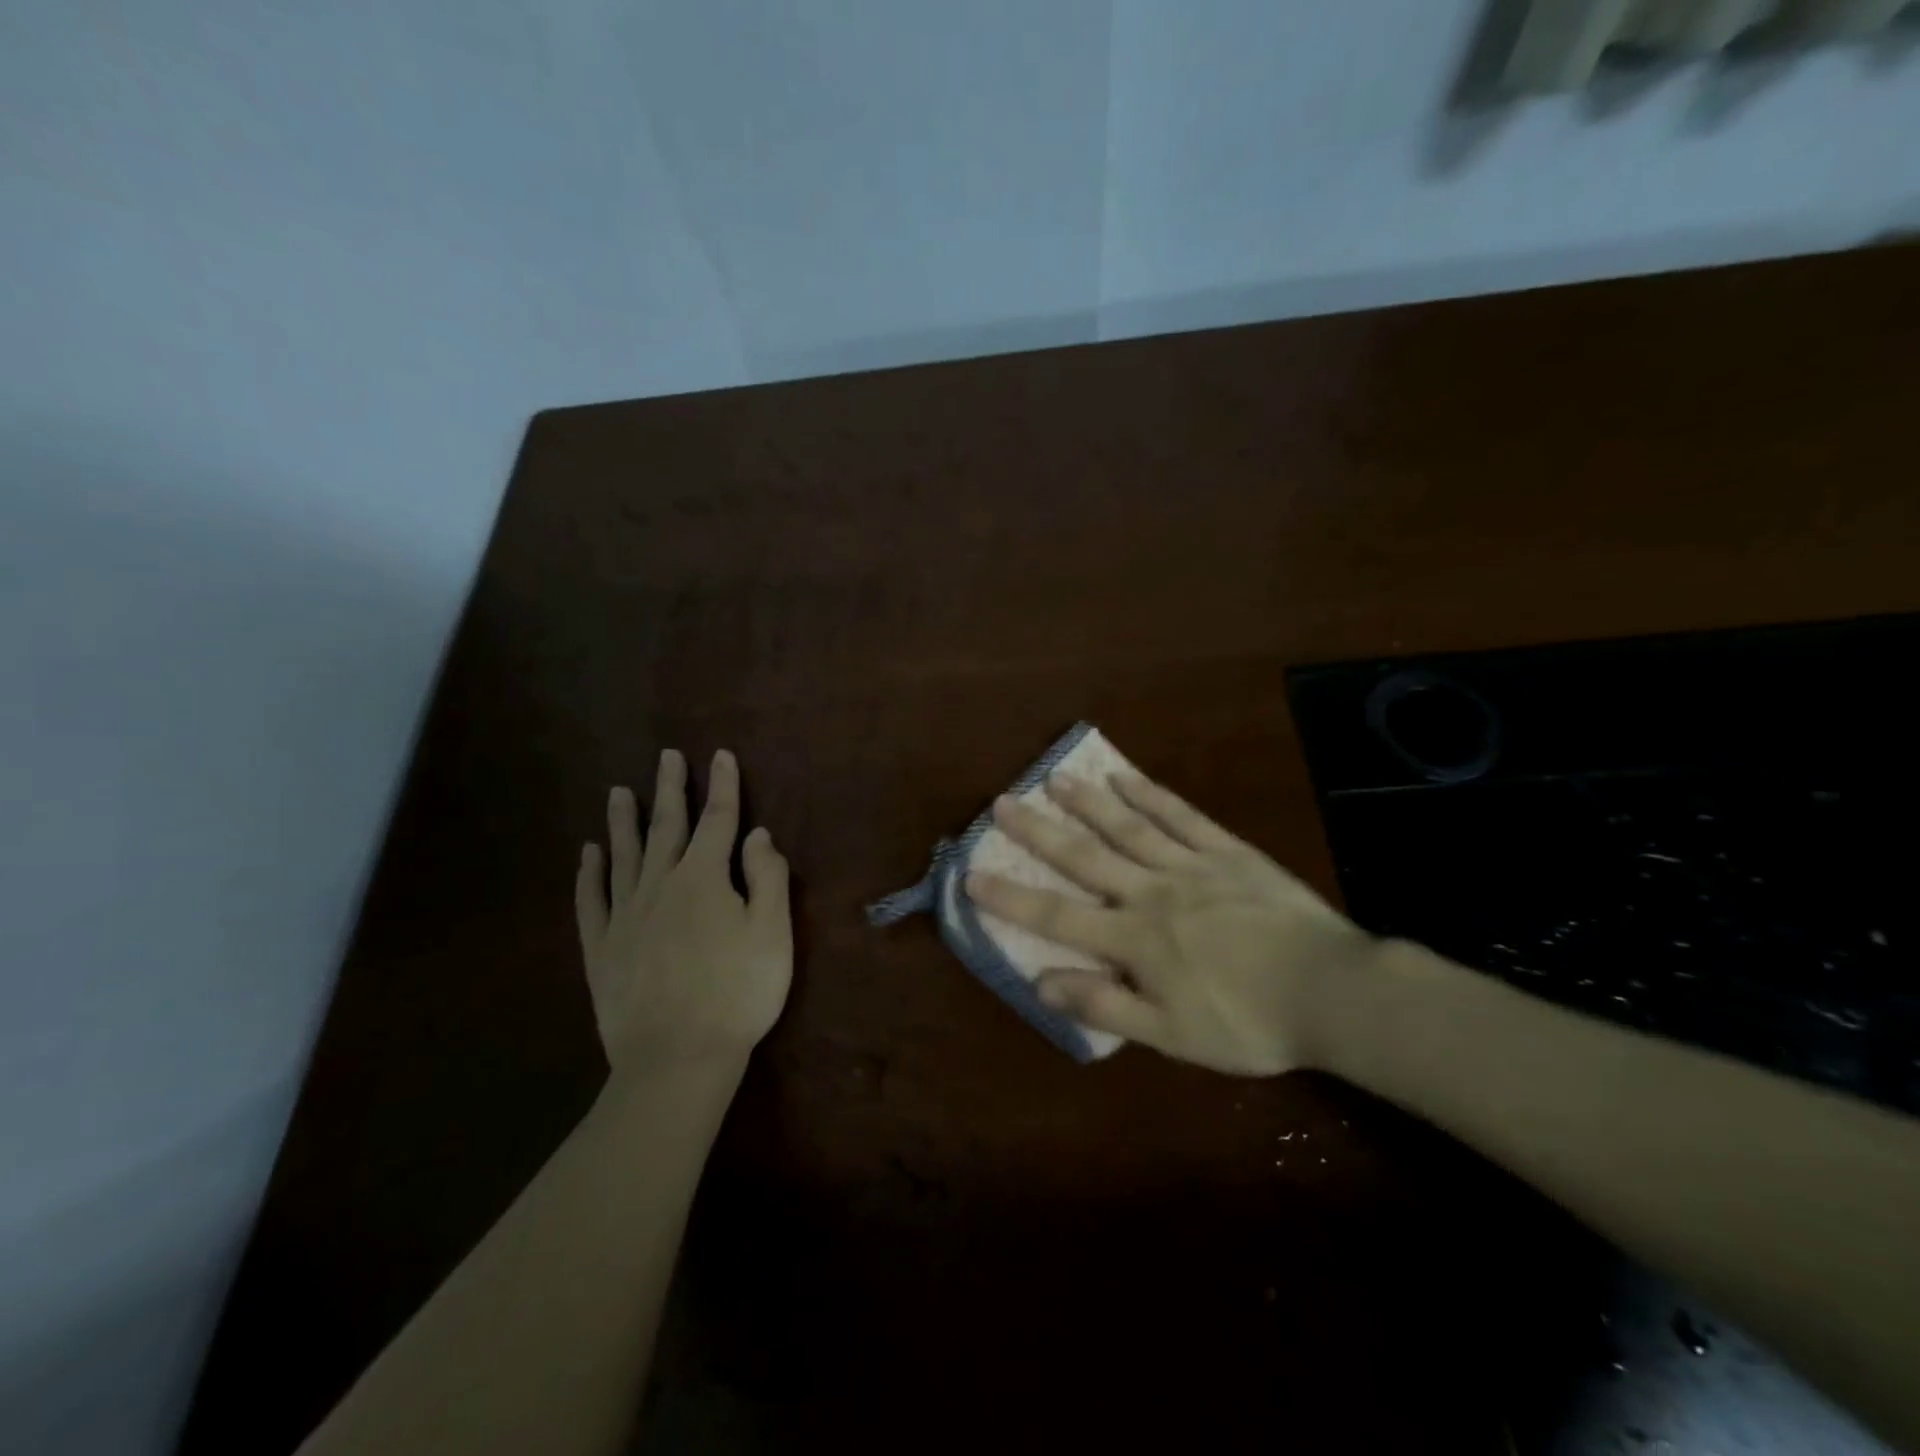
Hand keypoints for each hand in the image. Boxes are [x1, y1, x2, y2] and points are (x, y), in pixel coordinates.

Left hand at [574, 749, 791, 1073]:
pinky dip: (589, 874)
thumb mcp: (772, 932)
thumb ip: (767, 877)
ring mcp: (625, 916)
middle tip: (666, 756)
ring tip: (618, 792)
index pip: (717, 820)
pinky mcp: (601, 948)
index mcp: (704, 878)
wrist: (677, 1058)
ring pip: (623, 855)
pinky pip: (591, 901)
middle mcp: (660, 885)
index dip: (723, 786)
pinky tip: (589, 854)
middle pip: (666, 827)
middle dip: (670, 789)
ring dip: (623, 821)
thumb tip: (757, 834)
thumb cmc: (739, 993)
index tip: (721, 755)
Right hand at [966, 769, 1374, 1075]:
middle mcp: (1151, 892)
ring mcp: (1190, 865)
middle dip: (1039, 831)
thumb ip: (1104, 1005)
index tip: (972, 876)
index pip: (1059, 916)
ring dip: (1087, 802)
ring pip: (1128, 826)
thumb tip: (1042, 983)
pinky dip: (1151, 794)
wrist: (1331, 991)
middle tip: (1003, 802)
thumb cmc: (1248, 1022)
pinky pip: (1182, 816)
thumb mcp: (1170, 1035)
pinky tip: (1125, 776)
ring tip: (1054, 778)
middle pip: (1085, 857)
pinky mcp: (1227, 851)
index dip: (1012, 898)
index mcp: (1135, 939)